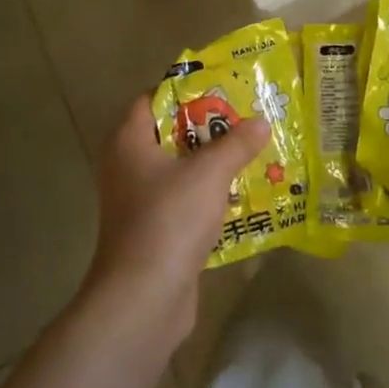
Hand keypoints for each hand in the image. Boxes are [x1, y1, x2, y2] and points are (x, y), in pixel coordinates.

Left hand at [84, 95, 269, 346]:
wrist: (144, 298)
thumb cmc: (169, 219)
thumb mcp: (209, 173)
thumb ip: (236, 144)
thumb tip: (261, 122)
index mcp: (129, 142)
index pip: (152, 99)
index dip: (185, 90)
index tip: (222, 88)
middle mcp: (127, 167)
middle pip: (170, 134)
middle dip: (208, 127)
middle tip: (246, 118)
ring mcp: (139, 202)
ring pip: (180, 170)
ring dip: (212, 163)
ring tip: (252, 152)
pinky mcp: (154, 231)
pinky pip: (184, 201)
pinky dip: (208, 195)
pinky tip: (242, 194)